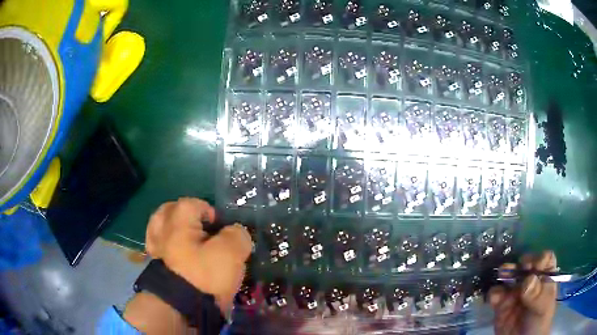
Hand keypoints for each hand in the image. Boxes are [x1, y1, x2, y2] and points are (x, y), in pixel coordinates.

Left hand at [145, 197, 251, 312]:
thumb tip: (236, 232)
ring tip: (184, 236)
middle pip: (169, 210)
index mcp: (178, 221)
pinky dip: (165, 246)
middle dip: (184, 214)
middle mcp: (163, 230)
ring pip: (158, 228)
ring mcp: (155, 248)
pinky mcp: (155, 266)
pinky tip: (175, 253)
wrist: (183, 307)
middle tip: (199, 225)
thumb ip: (237, 235)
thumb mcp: (231, 253)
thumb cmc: (206, 275)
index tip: (220, 226)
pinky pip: (157, 248)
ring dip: (170, 227)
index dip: (209, 211)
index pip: (194, 203)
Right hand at [489, 250, 557, 334]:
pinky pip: (496, 294)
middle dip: (518, 265)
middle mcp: (530, 282)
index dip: (538, 259)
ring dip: (504, 274)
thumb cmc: (539, 322)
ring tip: (501, 276)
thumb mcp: (542, 307)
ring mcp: (515, 293)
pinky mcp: (501, 305)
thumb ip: (536, 294)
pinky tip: (494, 298)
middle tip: (512, 270)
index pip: (544, 260)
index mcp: (544, 278)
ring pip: (509, 277)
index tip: (532, 265)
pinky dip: (493, 293)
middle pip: (524, 265)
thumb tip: (528, 280)